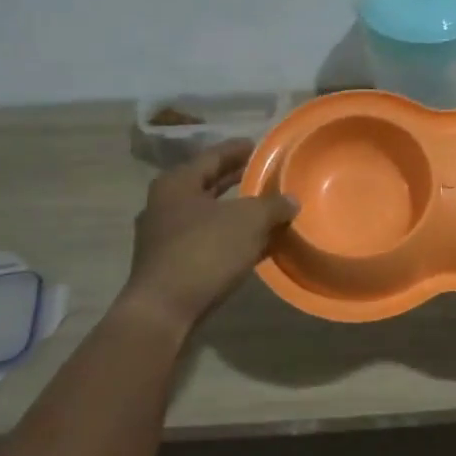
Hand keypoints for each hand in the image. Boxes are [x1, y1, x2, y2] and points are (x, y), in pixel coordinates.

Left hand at [119, 139, 298, 332]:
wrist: (165, 309)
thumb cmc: (204, 251)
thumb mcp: (248, 221)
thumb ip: (272, 205)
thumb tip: (291, 200)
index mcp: (177, 183)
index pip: (213, 156)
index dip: (238, 150)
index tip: (259, 146)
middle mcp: (164, 204)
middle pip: (208, 184)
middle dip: (237, 180)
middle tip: (266, 175)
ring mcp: (164, 236)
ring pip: (208, 214)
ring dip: (235, 211)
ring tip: (266, 208)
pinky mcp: (170, 264)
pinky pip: (207, 239)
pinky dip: (229, 236)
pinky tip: (254, 242)